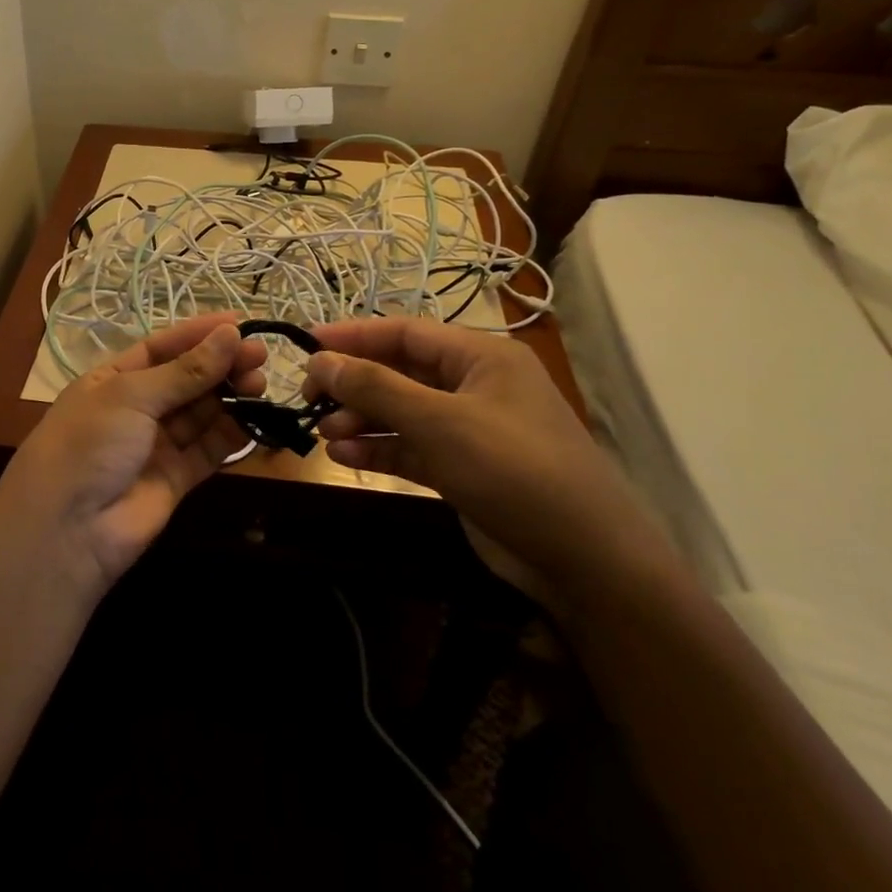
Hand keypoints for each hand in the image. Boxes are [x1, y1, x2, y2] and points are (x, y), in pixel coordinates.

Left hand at [0, 314, 267, 585]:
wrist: (67, 530)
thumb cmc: (89, 444)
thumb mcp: (131, 396)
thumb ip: (186, 370)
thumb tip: (231, 334)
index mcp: (112, 380)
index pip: (161, 348)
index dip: (198, 334)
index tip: (239, 323)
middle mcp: (135, 409)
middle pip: (186, 379)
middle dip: (221, 365)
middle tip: (260, 357)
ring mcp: (156, 445)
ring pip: (201, 413)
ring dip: (230, 396)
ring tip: (259, 384)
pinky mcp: (176, 478)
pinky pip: (208, 450)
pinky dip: (231, 435)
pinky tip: (254, 419)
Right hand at [304, 318, 676, 609]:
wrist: (584, 559)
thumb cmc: (513, 470)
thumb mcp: (439, 422)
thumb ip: (376, 388)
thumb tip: (320, 361)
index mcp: (481, 357)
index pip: (406, 332)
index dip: (354, 336)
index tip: (307, 347)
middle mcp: (474, 385)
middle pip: (400, 372)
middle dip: (355, 384)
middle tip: (309, 400)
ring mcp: (470, 429)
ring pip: (402, 412)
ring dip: (362, 419)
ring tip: (324, 433)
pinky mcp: (464, 468)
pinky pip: (412, 448)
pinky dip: (380, 449)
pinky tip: (344, 455)